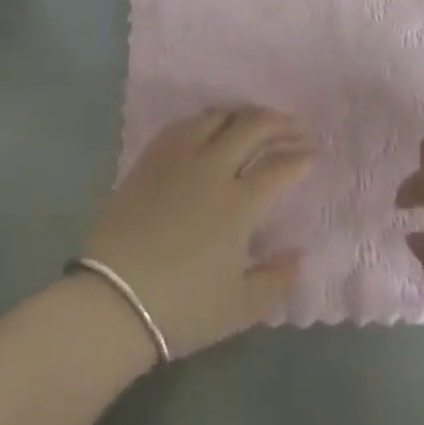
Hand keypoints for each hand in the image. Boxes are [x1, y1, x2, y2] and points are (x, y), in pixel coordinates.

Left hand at [82, 107, 314, 359]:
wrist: (111, 302)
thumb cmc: (181, 309)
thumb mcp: (238, 308)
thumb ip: (275, 280)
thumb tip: (298, 256)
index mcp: (239, 203)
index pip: (279, 167)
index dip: (300, 158)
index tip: (312, 155)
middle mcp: (212, 169)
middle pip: (251, 127)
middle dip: (279, 122)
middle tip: (293, 127)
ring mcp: (178, 160)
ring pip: (216, 118)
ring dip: (241, 114)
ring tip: (252, 121)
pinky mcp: (149, 161)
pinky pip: (181, 126)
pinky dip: (203, 121)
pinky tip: (207, 127)